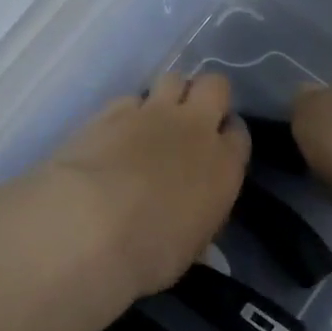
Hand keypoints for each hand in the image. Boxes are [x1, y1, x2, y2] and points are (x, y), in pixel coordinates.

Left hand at [41, 72, 250, 299]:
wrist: (92, 225)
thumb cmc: (150, 252)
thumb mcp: (189, 248)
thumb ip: (196, 219)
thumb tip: (189, 217)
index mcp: (224, 166)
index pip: (239, 133)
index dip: (227, 135)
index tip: (215, 147)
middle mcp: (195, 129)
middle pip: (214, 86)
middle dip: (204, 96)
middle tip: (188, 121)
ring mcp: (152, 113)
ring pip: (173, 78)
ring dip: (167, 94)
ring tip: (151, 120)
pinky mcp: (112, 109)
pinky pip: (130, 98)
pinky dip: (127, 111)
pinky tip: (114, 131)